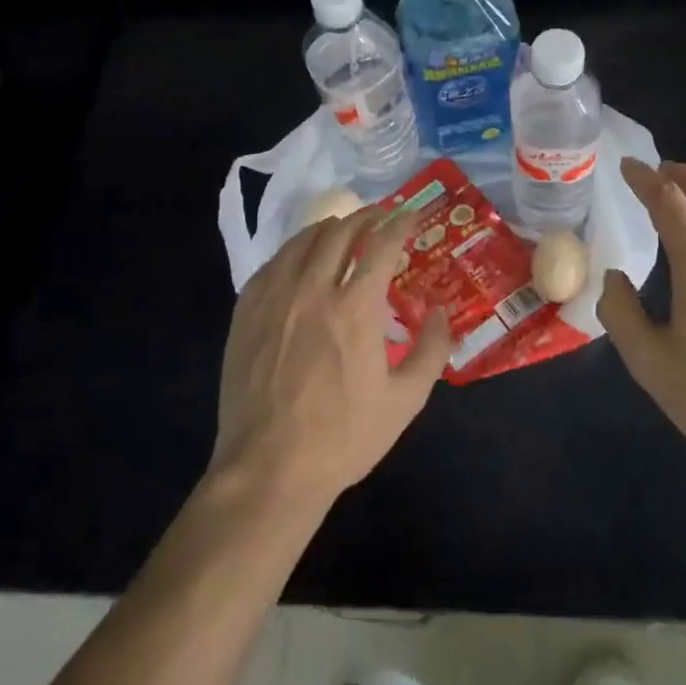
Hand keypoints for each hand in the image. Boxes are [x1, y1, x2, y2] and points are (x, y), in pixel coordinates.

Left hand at [210, 208, 452, 504]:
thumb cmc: (343, 437)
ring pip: (302, 241)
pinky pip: (272, 263)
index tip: (412, 215)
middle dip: (365, 217)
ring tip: (343, 230)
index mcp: (355, 308)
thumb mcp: (405, 400)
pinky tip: (300, 259)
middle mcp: (312, 289)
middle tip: (381, 217)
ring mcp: (274, 298)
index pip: (381, 245)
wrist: (268, 469)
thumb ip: (431, 350)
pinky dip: (294, 251)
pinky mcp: (246, 312)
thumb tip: (439, 311)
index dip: (400, 224)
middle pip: (339, 232)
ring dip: (329, 228)